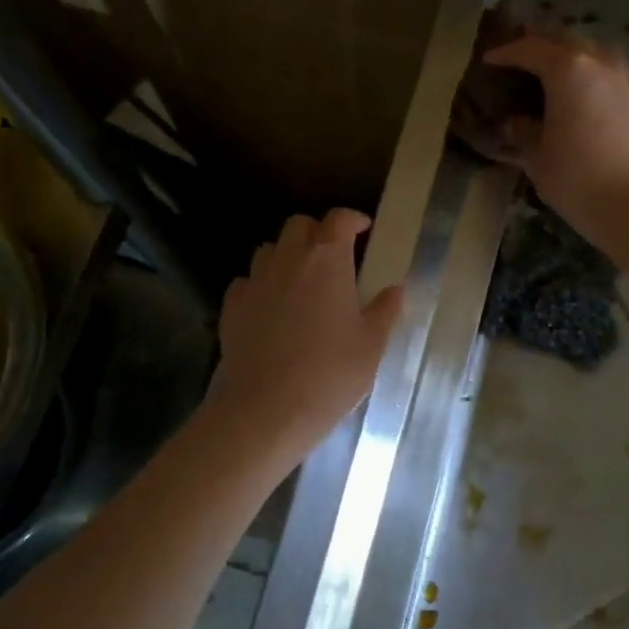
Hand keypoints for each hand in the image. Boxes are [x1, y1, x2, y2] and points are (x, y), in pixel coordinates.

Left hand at [205, 210, 404, 464]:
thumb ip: (385, 311)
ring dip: (287, 255)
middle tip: (335, 256)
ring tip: (302, 281)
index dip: (353, 219)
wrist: (266, 410)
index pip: (339, 219)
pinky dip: (261, 285)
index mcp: (327, 260)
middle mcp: (288, 259)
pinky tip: (271, 308)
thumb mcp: (371, 345)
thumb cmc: (330, 374)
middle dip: (318, 232)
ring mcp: (255, 281)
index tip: (365, 230)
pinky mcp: (232, 307)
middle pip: (299, 224)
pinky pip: (247, 281)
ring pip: (270, 249)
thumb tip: (397, 289)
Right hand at [483, 32, 628, 245]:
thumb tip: (518, 122)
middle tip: (525, 51)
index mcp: (567, 71)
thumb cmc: (574, 179)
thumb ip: (524, 131)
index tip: (490, 60)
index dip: (507, 52)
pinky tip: (615, 86)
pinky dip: (619, 75)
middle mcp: (601, 64)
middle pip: (568, 39)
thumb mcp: (535, 157)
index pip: (530, 49)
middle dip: (543, 42)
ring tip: (567, 67)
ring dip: (581, 54)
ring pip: (603, 51)